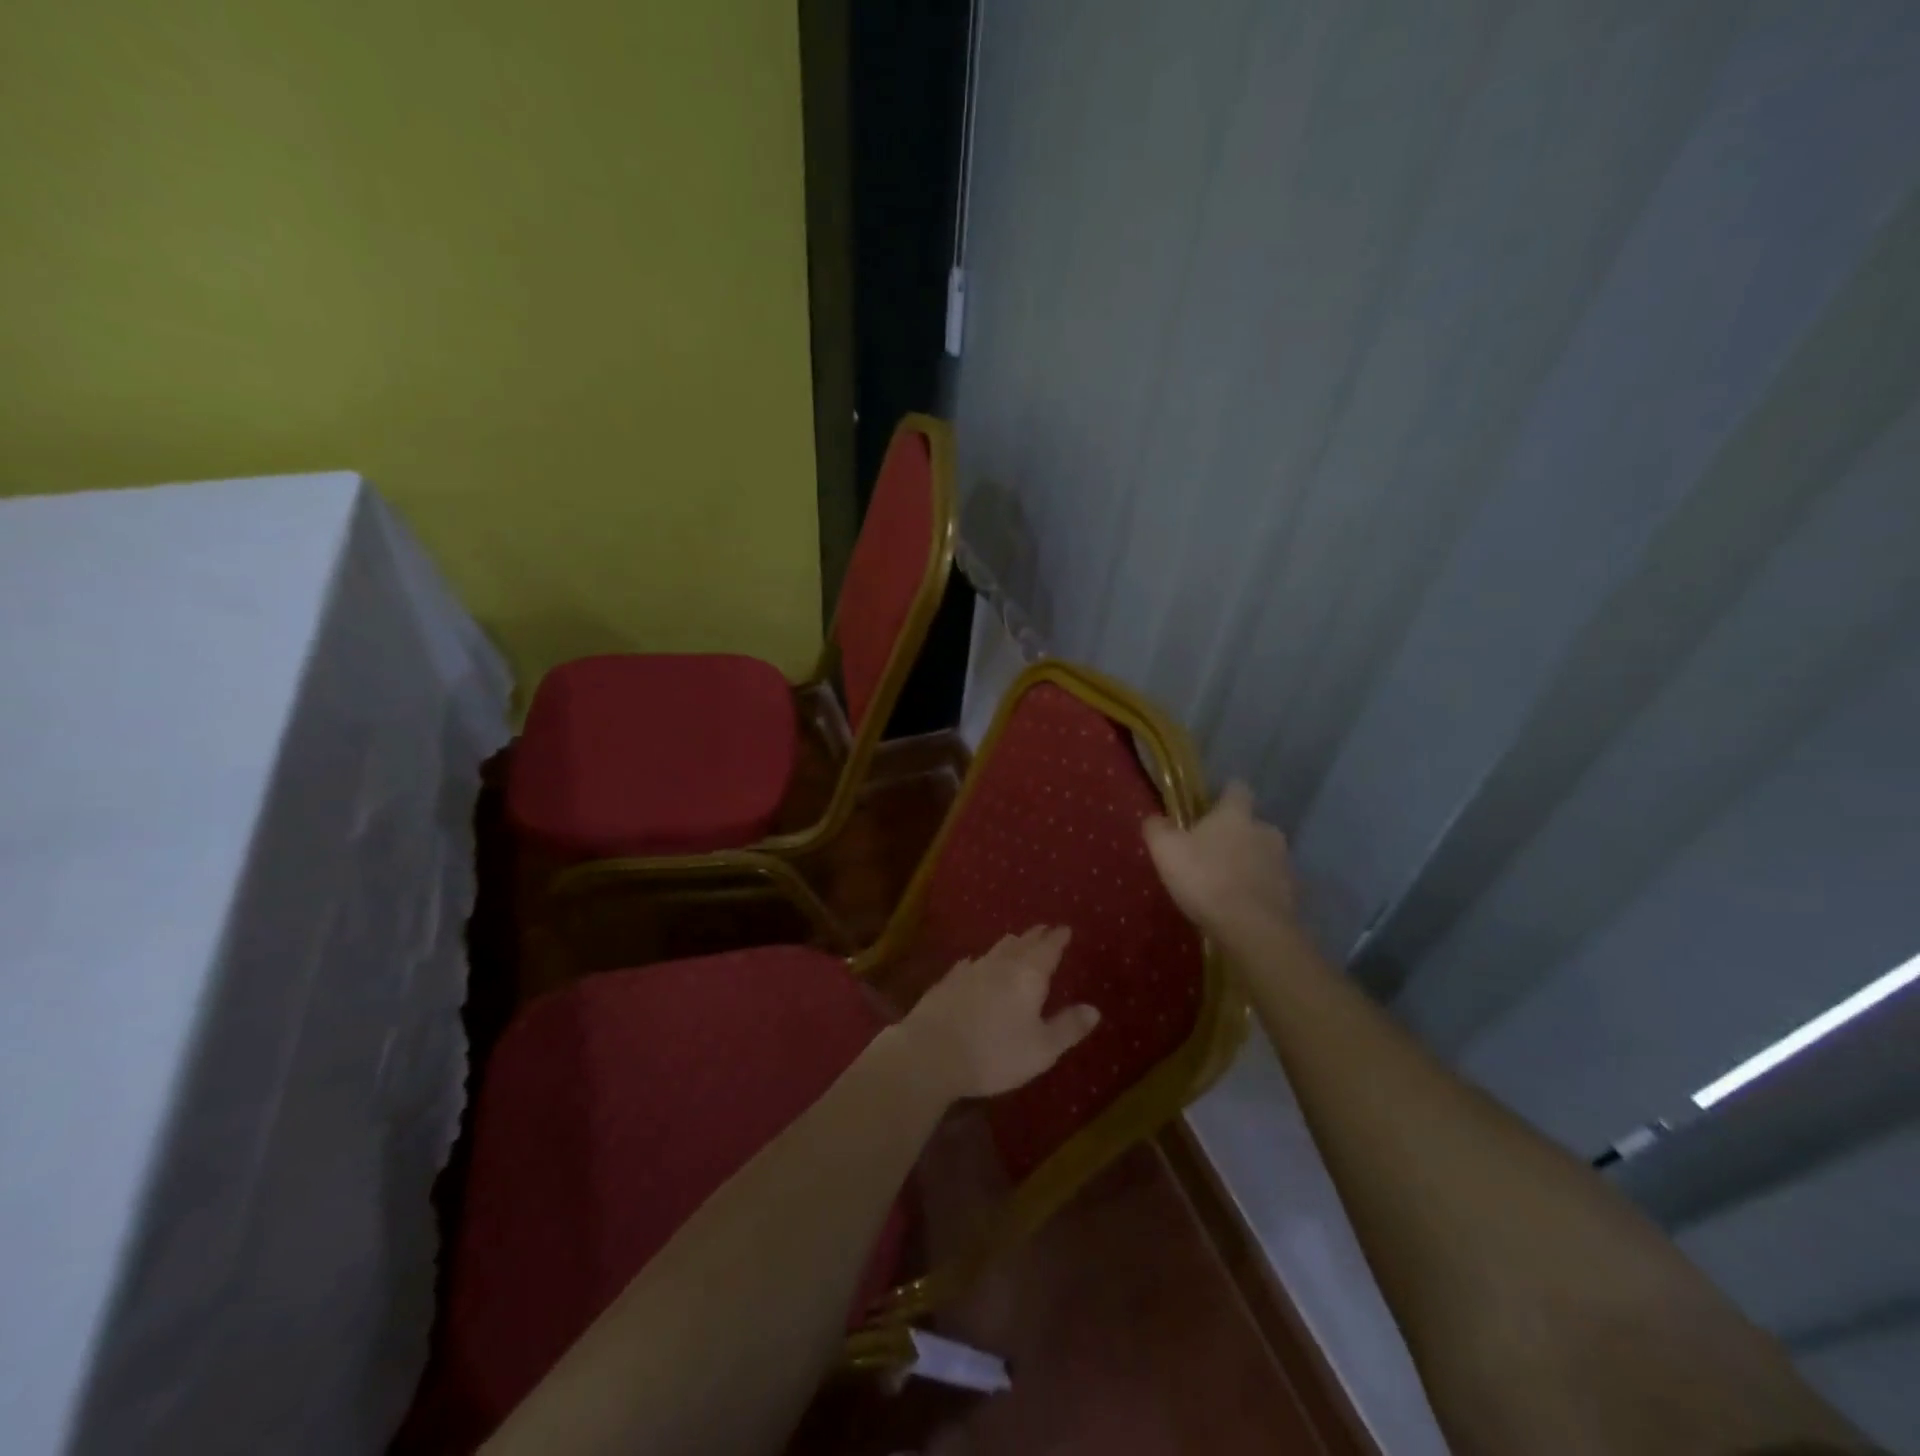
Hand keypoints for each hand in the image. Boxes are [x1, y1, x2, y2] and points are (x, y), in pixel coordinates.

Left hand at [899, 926, 1099, 1100]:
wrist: (932, 1052)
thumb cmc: (995, 1053)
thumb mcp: (1041, 1049)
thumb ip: (1068, 1027)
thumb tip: (1094, 1009)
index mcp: (1029, 976)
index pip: (1048, 949)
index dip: (1058, 938)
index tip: (1065, 929)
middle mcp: (1001, 964)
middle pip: (1021, 943)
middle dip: (1035, 936)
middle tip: (1044, 929)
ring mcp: (971, 970)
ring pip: (995, 950)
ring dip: (1009, 944)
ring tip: (1016, 940)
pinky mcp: (948, 981)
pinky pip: (970, 964)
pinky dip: (980, 961)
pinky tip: (974, 963)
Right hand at [1144, 781, 1297, 934]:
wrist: (1252, 929)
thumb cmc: (1205, 879)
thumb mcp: (1166, 851)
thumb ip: (1157, 828)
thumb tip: (1155, 818)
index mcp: (1236, 814)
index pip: (1237, 788)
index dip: (1224, 795)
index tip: (1209, 807)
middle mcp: (1266, 830)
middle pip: (1251, 824)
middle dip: (1234, 834)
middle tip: (1210, 853)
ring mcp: (1284, 862)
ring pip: (1263, 853)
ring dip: (1248, 863)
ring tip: (1225, 884)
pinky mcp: (1293, 892)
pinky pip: (1272, 883)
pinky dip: (1258, 889)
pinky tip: (1240, 906)